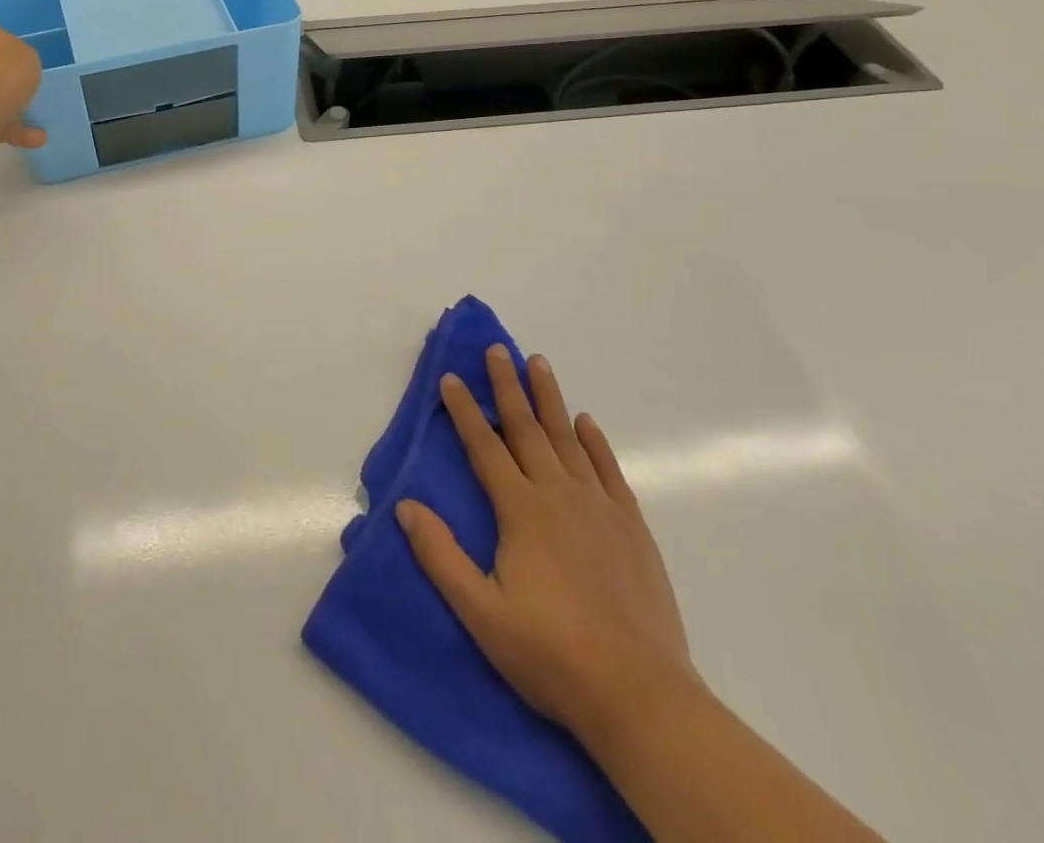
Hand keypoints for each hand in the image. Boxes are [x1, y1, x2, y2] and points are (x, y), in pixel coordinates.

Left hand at [0, 14, 46, 148]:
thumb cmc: (3, 72)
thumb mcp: (30, 57)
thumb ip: (23, 58)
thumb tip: (14, 64)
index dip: (7, 46)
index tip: (21, 63)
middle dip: (1, 80)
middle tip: (24, 94)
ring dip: (5, 109)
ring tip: (34, 129)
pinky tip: (26, 140)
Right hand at [396, 346, 698, 747]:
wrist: (639, 694)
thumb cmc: (551, 654)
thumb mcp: (481, 613)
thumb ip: (440, 556)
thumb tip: (405, 506)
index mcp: (521, 510)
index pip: (484, 446)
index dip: (464, 410)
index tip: (450, 377)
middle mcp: (558, 494)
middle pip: (526, 428)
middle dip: (507, 386)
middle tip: (497, 349)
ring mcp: (599, 507)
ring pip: (568, 438)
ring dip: (550, 399)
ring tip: (538, 363)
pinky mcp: (631, 526)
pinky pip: (608, 470)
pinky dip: (595, 442)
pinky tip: (587, 423)